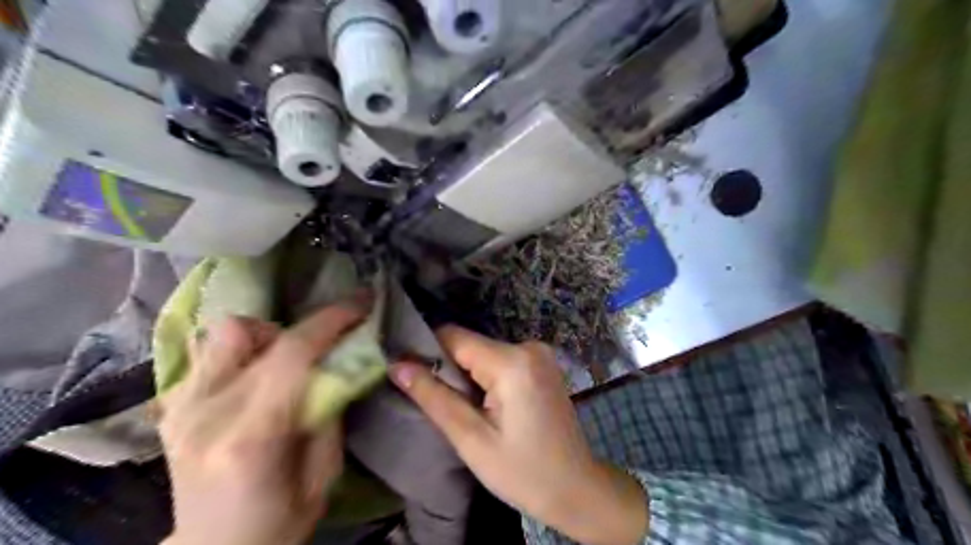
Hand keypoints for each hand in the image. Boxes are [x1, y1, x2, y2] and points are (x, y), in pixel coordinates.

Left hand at [161, 303, 365, 543]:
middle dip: (296, 328)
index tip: (361, 302)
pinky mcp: (171, 409)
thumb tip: (338, 363)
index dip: (331, 320)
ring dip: (261, 336)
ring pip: (218, 333)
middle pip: (244, 331)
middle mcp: (204, 413)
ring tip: (281, 361)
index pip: (292, 354)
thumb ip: (329, 411)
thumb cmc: (279, 523)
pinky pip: (205, 354)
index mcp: (250, 436)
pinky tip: (253, 376)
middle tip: (318, 349)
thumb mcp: (324, 473)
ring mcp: (179, 409)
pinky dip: (237, 352)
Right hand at [391, 328, 646, 544]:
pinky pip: (500, 360)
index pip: (453, 337)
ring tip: (466, 411)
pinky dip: (486, 377)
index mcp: (512, 362)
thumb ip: (433, 396)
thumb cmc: (523, 471)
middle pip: (469, 344)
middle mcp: (528, 346)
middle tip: (441, 406)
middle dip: (449, 369)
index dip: (425, 352)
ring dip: (467, 375)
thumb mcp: (471, 438)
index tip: (408, 375)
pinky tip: (488, 407)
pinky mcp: (542, 363)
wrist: (576, 487)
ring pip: (483, 352)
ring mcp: (539, 353)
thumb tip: (397, 365)